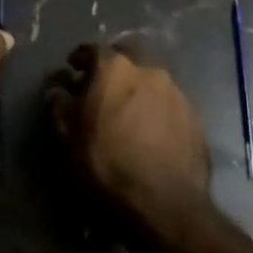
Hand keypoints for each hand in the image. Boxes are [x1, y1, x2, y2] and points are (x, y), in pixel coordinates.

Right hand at [48, 43, 210, 217]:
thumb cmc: (105, 165)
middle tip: (101, 88)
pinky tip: (149, 130)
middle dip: (113, 67)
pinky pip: (168, 102)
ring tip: (127, 111)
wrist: (163, 204)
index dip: (79, 58)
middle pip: (127, 58)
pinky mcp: (195, 116)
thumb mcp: (66, 138)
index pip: (92, 49)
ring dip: (136, 88)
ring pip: (151, 79)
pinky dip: (155, 108)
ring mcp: (176, 92)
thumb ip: (59, 106)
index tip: (72, 70)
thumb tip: (58, 90)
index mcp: (114, 68)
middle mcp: (149, 70)